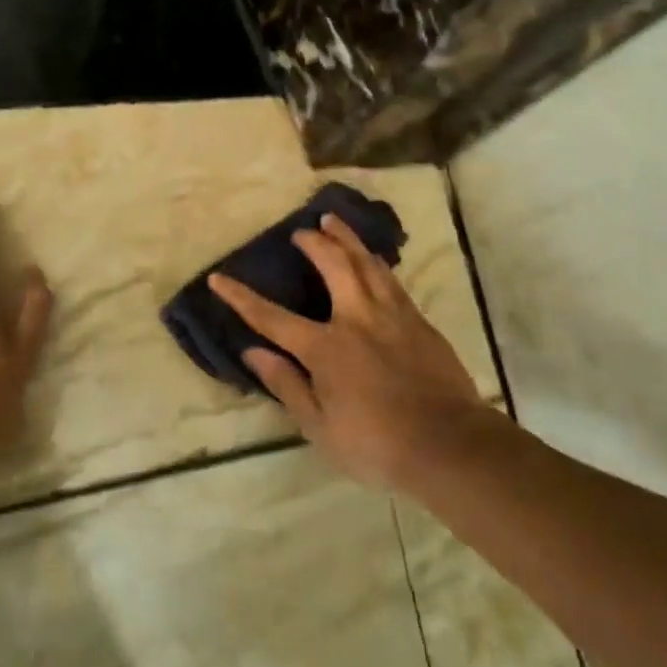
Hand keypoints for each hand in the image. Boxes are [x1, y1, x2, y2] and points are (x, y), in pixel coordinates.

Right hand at [210, 215, 485, 492]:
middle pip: (332, 266)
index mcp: (326, 348)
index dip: (242, 298)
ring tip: (333, 221)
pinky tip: (373, 258)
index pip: (272, 318)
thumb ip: (287, 385)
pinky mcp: (417, 319)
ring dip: (347, 239)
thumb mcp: (320, 428)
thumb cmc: (377, 445)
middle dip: (313, 243)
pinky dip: (375, 261)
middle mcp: (356, 319)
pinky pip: (391, 279)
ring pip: (366, 262)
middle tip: (301, 231)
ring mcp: (391, 314)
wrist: (448, 443)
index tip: (219, 277)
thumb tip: (253, 352)